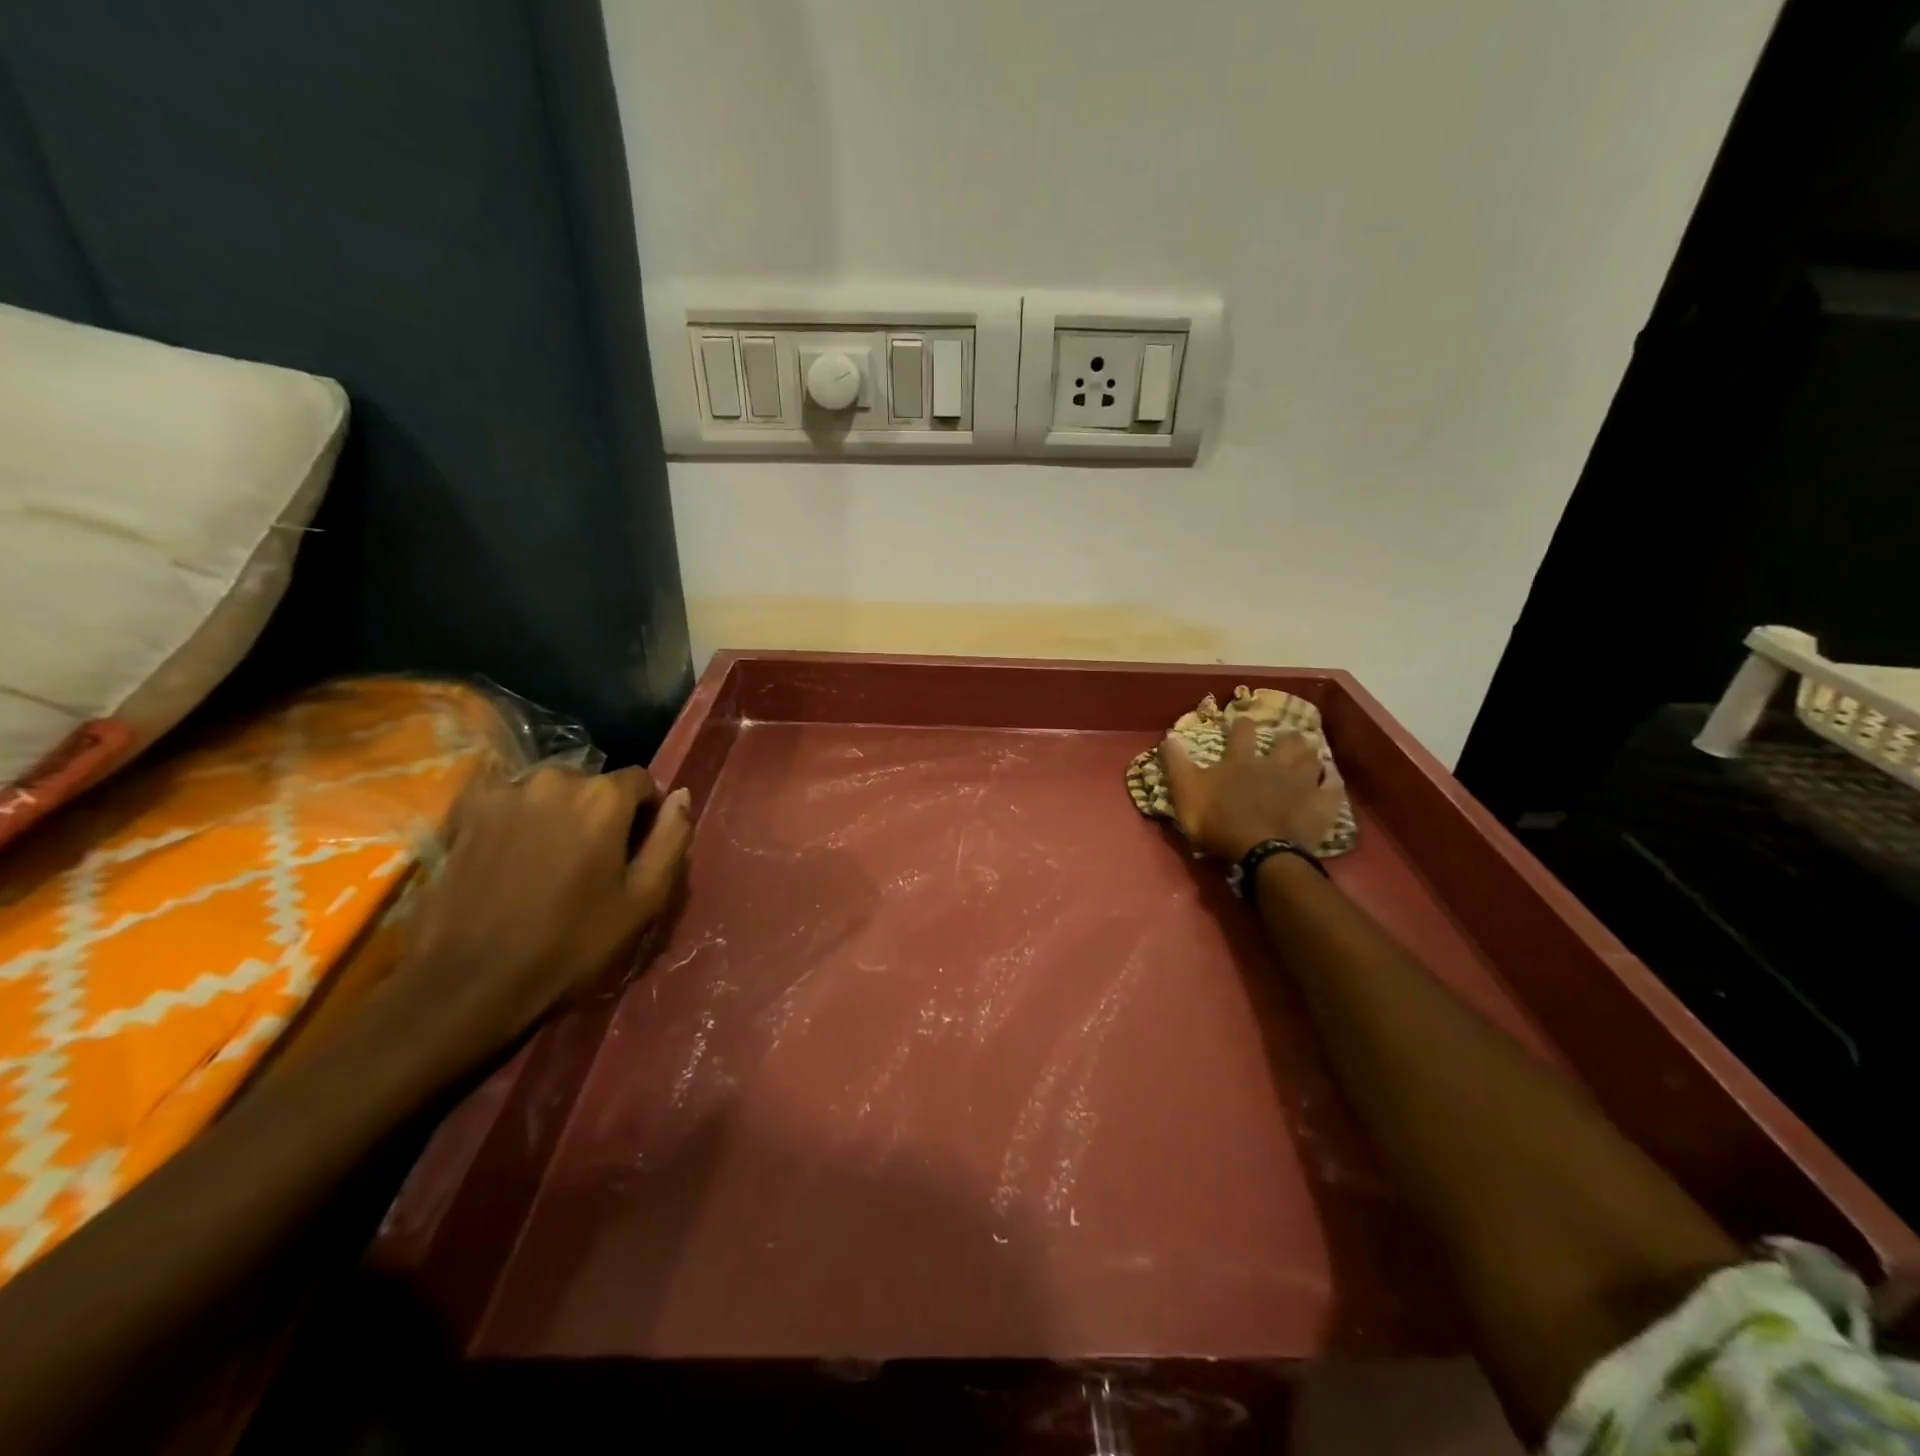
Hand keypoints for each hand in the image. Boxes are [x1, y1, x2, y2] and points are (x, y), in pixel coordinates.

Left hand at [392, 764, 693, 1058]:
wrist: (468, 981)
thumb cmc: (570, 944)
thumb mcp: (643, 899)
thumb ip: (671, 839)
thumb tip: (681, 796)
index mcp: (604, 797)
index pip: (642, 782)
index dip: (645, 815)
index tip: (635, 851)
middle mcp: (555, 778)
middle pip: (593, 784)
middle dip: (599, 813)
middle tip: (591, 862)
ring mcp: (504, 792)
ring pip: (549, 791)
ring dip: (557, 814)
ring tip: (547, 862)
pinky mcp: (464, 812)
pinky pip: (505, 799)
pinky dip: (516, 817)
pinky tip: (510, 854)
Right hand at [1158, 717, 1342, 861]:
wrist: (1260, 852)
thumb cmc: (1218, 821)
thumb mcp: (1185, 791)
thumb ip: (1176, 764)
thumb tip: (1167, 737)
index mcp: (1241, 761)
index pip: (1242, 734)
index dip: (1241, 725)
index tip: (1241, 720)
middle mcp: (1274, 766)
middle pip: (1285, 743)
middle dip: (1285, 736)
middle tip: (1285, 735)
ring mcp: (1302, 785)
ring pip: (1311, 759)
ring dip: (1309, 753)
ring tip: (1309, 751)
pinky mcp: (1320, 807)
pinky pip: (1333, 788)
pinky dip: (1332, 781)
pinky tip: (1331, 778)